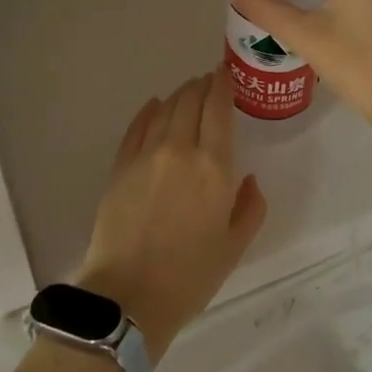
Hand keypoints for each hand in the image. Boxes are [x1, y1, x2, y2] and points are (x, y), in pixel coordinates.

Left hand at [78, 72, 267, 359]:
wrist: (130, 298)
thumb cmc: (190, 276)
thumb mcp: (234, 246)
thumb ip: (250, 207)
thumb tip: (249, 179)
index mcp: (214, 167)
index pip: (218, 109)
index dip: (222, 85)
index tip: (224, 73)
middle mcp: (180, 150)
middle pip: (190, 101)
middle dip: (201, 85)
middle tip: (207, 80)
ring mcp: (146, 156)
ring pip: (164, 109)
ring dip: (178, 95)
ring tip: (186, 91)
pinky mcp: (120, 167)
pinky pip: (136, 128)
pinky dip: (148, 112)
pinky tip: (154, 106)